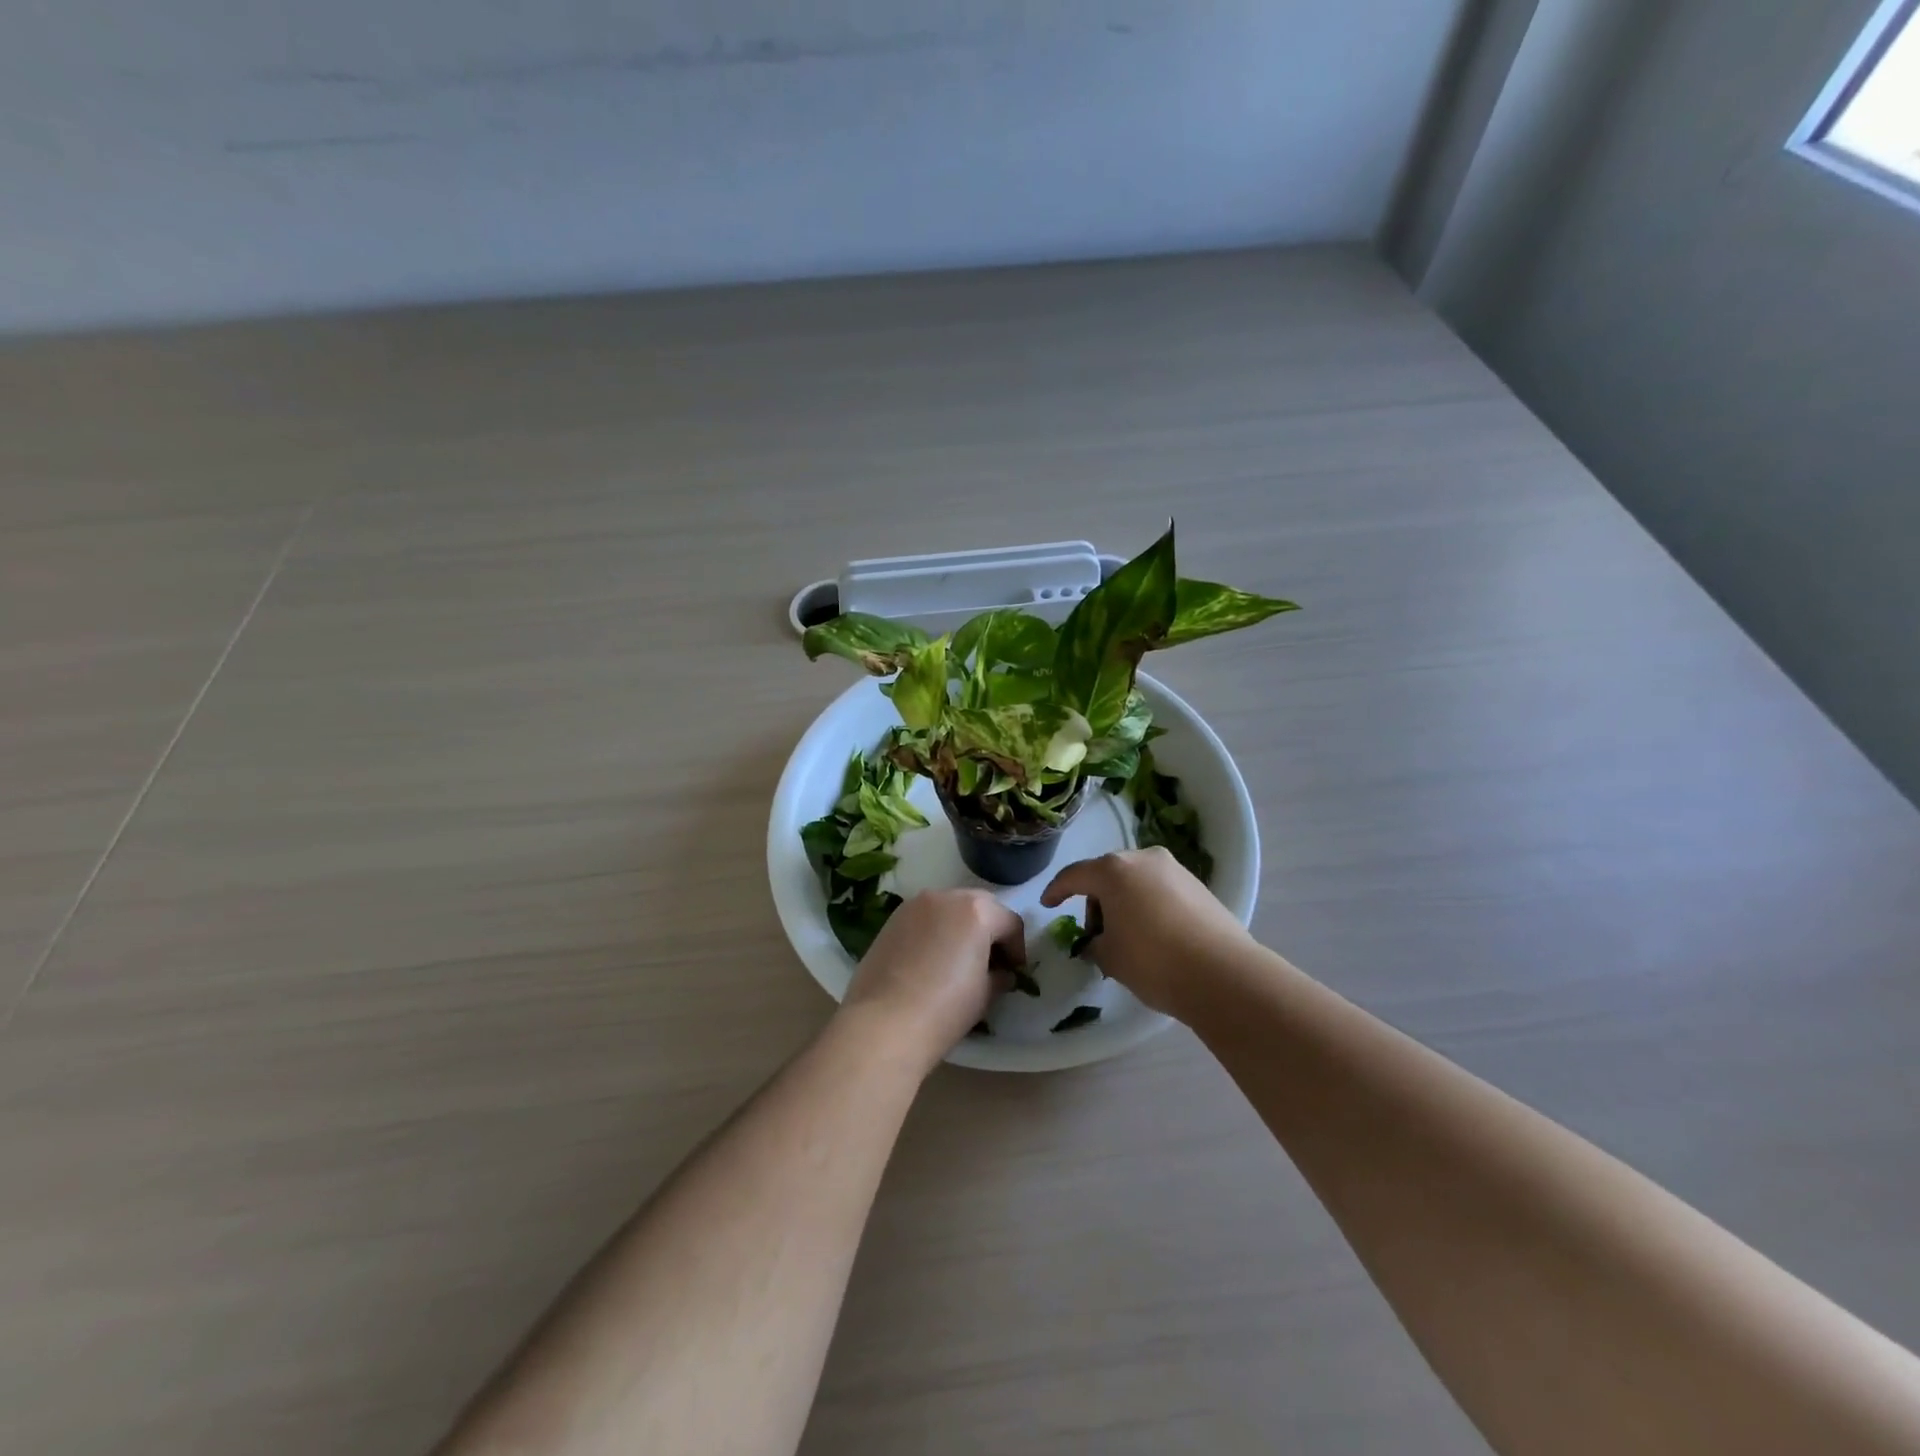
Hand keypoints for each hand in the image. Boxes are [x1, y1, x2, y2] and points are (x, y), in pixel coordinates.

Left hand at [839, 889, 1025, 1073]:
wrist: (884, 1023)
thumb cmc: (945, 1008)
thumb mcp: (985, 994)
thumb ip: (999, 975)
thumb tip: (1001, 973)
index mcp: (977, 911)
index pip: (1010, 922)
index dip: (1017, 949)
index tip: (1014, 972)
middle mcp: (947, 897)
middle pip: (980, 905)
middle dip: (990, 928)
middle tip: (991, 960)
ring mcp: (915, 905)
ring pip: (950, 907)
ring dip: (961, 925)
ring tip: (959, 958)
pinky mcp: (892, 919)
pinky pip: (925, 917)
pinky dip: (935, 930)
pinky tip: (931, 960)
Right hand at [1040, 847, 1254, 1017]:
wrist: (1223, 974)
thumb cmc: (1153, 961)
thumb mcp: (1110, 957)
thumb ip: (1094, 943)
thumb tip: (1098, 941)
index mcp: (1114, 870)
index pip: (1074, 875)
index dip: (1056, 890)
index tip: (1047, 904)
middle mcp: (1144, 859)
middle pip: (1107, 875)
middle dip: (1096, 902)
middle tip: (1096, 935)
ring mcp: (1175, 870)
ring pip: (1136, 881)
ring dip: (1124, 904)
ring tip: (1127, 939)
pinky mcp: (1199, 886)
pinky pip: (1160, 891)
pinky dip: (1149, 907)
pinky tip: (1154, 936)